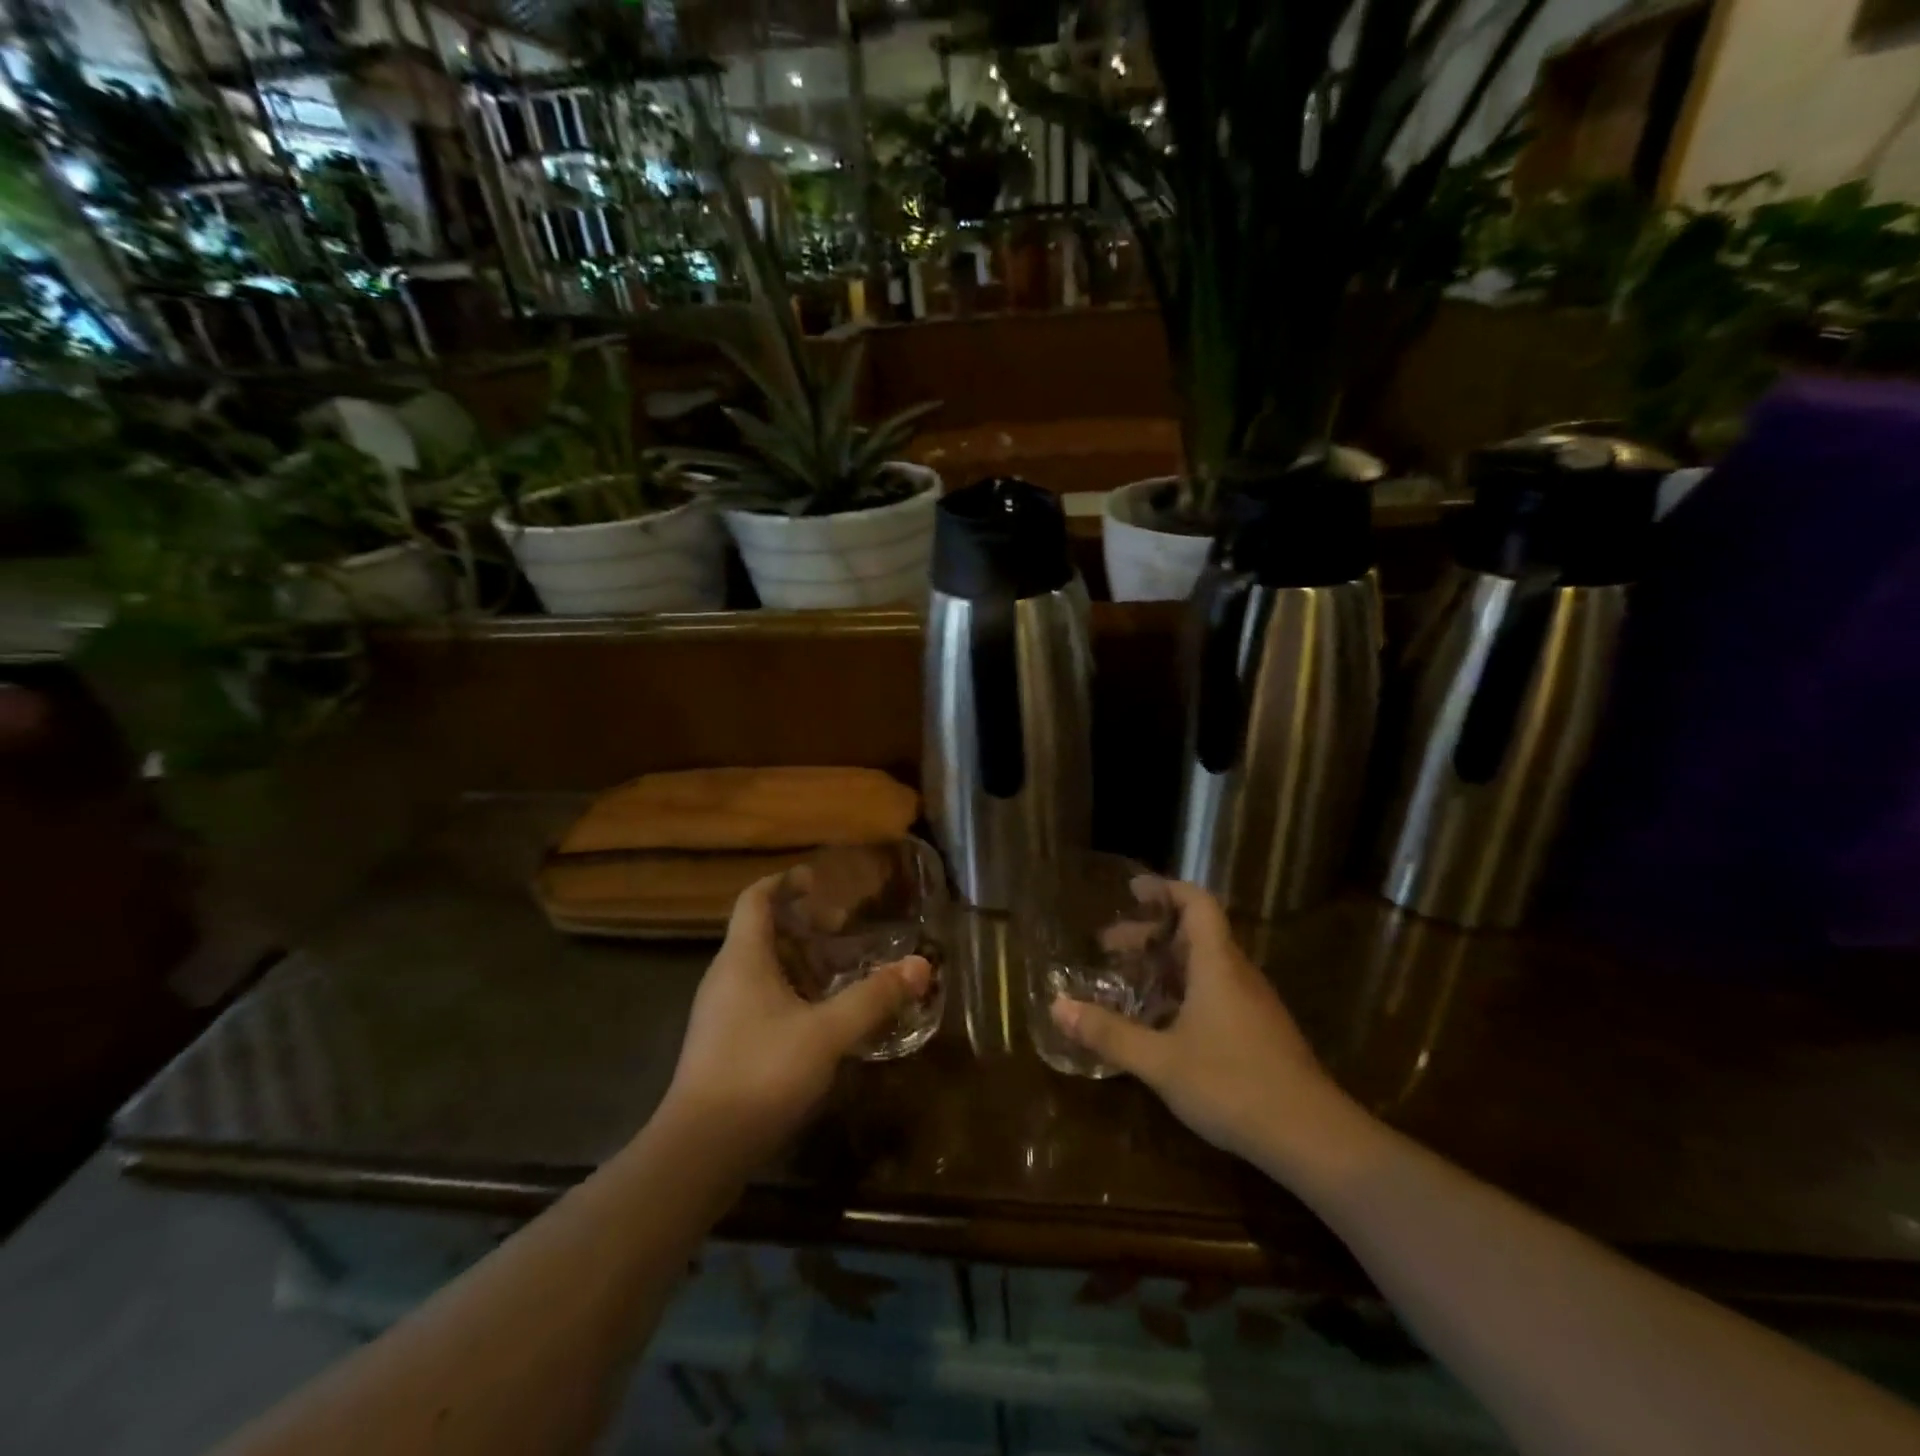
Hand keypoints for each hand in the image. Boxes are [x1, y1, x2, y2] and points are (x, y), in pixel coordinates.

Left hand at [659, 873, 930, 1165]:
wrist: (699, 1151)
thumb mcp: (827, 1033)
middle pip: (762, 932)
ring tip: (841, 970)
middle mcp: (726, 977)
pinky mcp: (724, 1044)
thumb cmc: (761, 1073)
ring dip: (800, 962)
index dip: (785, 882)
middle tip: (844, 929)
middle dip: (803, 925)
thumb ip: (874, 997)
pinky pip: (760, 999)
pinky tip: (821, 1018)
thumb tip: (920, 965)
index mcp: (743, 958)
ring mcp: (721, 1013)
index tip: (819, 879)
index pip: (756, 899)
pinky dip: (792, 993)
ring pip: (762, 968)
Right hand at [1051, 881, 1346, 1167]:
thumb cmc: (1232, 1085)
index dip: (1165, 889)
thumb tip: (1057, 1007)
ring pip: (1204, 965)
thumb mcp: (1160, 1060)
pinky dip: (1182, 991)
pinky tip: (1160, 1022)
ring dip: (1165, 964)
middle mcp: (1237, 974)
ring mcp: (1252, 1004)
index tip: (1132, 890)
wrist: (1313, 1138)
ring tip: (1127, 980)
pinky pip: (1215, 991)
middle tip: (1108, 945)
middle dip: (1150, 934)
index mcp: (1217, 964)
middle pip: (1194, 934)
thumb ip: (1109, 1033)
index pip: (1197, 904)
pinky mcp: (1259, 1031)